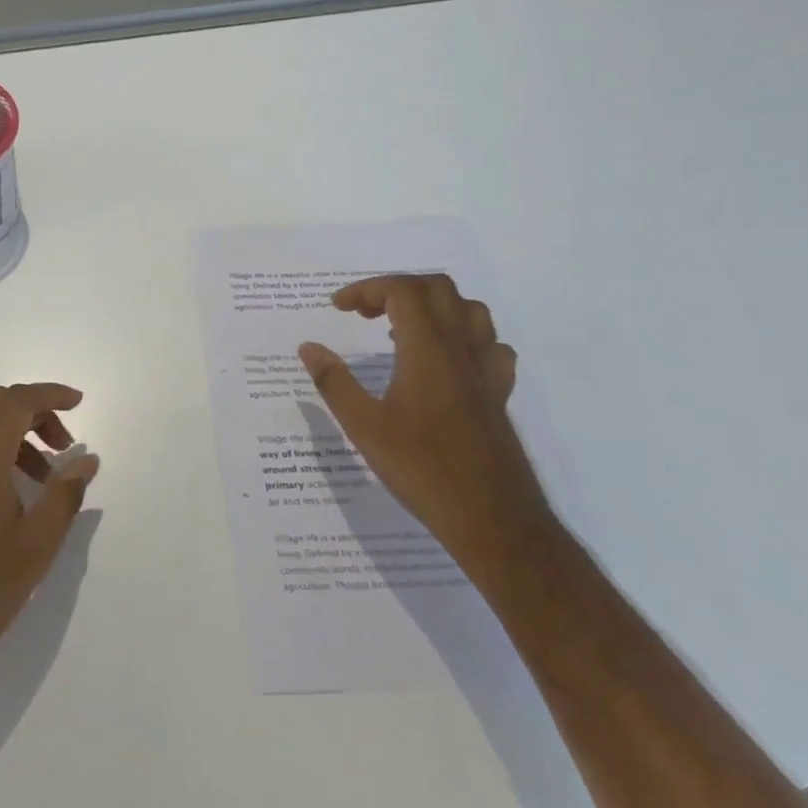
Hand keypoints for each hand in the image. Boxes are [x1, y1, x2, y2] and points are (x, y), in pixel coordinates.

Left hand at [0, 384, 98, 704]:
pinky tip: (12, 497)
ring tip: (44, 479)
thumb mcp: (36, 546)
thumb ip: (64, 495)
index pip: (16, 402)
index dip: (50, 395)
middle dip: (35, 413)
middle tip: (65, 444)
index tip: (79, 403)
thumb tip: (86, 459)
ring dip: (15, 436)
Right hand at [298, 274, 554, 575]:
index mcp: (427, 350)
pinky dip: (464, 338)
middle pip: (438, 289)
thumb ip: (334, 382)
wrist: (493, 519)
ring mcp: (486, 371)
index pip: (402, 291)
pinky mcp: (498, 394)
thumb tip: (308, 347)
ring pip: (470, 311)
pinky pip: (490, 346)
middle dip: (397, 288)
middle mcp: (461, 350)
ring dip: (433, 306)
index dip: (367, 289)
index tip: (338, 309)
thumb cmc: (422, 470)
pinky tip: (446, 361)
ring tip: (401, 329)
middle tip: (365, 314)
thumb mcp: (364, 427)